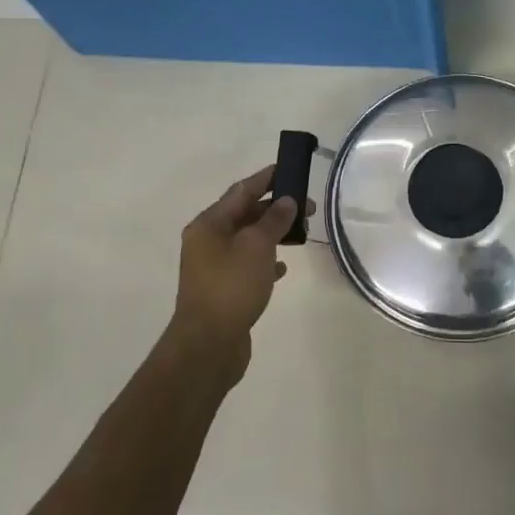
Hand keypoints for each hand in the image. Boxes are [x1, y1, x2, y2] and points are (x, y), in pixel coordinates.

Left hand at [169, 166, 301, 381]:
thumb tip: (286, 201)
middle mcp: (207, 241)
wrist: (208, 344)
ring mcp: (213, 267)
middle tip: (308, 207)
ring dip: (272, 234)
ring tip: (300, 234)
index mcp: (209, 224)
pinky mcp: (223, 289)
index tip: (288, 169)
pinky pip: (247, 265)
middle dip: (275, 208)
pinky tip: (282, 266)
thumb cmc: (231, 287)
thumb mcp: (257, 246)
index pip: (241, 191)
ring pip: (247, 240)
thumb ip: (273, 220)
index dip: (266, 178)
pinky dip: (265, 260)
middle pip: (244, 215)